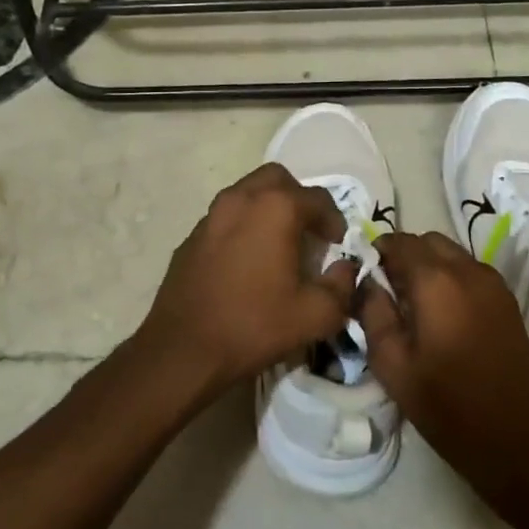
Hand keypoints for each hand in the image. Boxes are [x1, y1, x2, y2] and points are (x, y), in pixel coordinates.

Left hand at [136, 164, 357, 404]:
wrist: (184, 349)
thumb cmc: (254, 325)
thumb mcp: (315, 315)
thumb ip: (341, 286)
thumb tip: (344, 269)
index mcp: (275, 208)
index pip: (317, 198)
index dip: (334, 220)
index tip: (338, 244)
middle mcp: (241, 199)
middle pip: (277, 179)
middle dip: (298, 199)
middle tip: (309, 232)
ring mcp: (211, 215)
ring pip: (247, 193)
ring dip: (268, 209)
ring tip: (279, 244)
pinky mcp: (192, 236)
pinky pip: (226, 217)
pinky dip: (243, 226)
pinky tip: (247, 261)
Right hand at [358, 232, 528, 499]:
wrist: (519, 441)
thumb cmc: (448, 406)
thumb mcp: (393, 365)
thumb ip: (373, 314)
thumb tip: (366, 283)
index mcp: (435, 281)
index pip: (398, 241)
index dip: (376, 251)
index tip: (364, 275)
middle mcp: (467, 270)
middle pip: (427, 241)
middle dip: (404, 255)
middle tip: (387, 290)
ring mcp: (493, 283)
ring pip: (451, 254)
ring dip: (428, 265)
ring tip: (413, 304)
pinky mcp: (508, 300)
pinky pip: (470, 271)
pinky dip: (451, 277)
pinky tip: (442, 314)